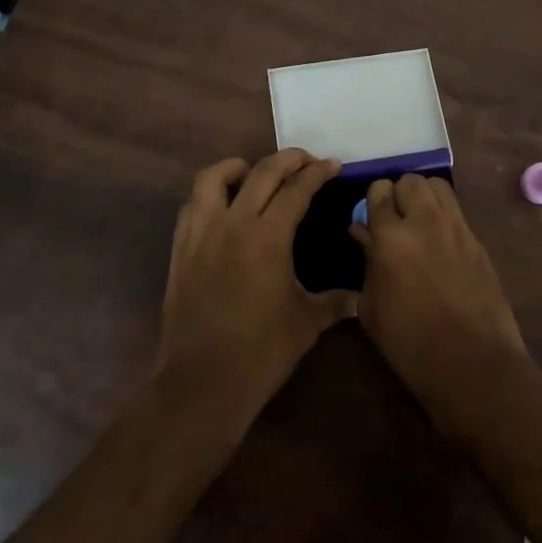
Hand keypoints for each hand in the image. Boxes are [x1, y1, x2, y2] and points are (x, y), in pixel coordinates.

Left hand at [155, 150, 355, 427]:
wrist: (201, 382)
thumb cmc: (260, 353)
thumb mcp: (306, 323)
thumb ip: (334, 302)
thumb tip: (360, 297)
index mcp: (268, 236)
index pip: (296, 189)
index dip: (317, 173)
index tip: (332, 165)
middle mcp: (234, 223)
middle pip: (261, 172)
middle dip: (287, 159)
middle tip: (306, 160)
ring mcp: (202, 232)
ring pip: (214, 177)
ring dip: (239, 166)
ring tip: (255, 173)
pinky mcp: (181, 248)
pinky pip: (193, 204)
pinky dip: (210, 194)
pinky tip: (224, 206)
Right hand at [350, 175, 526, 426]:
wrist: (473, 364)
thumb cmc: (410, 343)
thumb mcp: (372, 308)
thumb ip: (367, 262)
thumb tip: (364, 233)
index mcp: (391, 236)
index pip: (379, 190)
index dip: (373, 201)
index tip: (371, 220)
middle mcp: (425, 221)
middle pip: (410, 180)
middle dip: (399, 194)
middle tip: (395, 219)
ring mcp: (456, 227)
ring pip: (437, 186)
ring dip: (424, 196)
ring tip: (419, 221)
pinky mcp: (478, 240)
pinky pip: (457, 211)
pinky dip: (444, 215)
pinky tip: (440, 242)